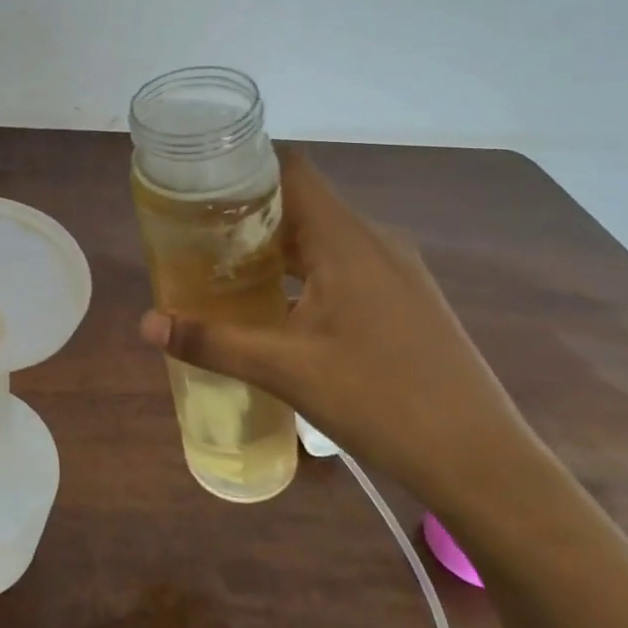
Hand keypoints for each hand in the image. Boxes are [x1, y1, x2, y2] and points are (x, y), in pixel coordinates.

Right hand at [139, 150, 535, 511]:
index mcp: (346, 240)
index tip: (199, 181)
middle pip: (302, 203)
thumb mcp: (285, 370)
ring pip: (323, 237)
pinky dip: (304, 270)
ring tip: (223, 265)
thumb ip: (212, 341)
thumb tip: (145, 324)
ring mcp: (396, 271)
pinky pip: (343, 264)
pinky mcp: (405, 299)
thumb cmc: (380, 400)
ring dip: (275, 246)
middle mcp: (374, 241)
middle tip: (194, 231)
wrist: (481, 461)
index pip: (291, 170)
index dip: (245, 166)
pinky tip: (277, 305)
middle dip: (247, 212)